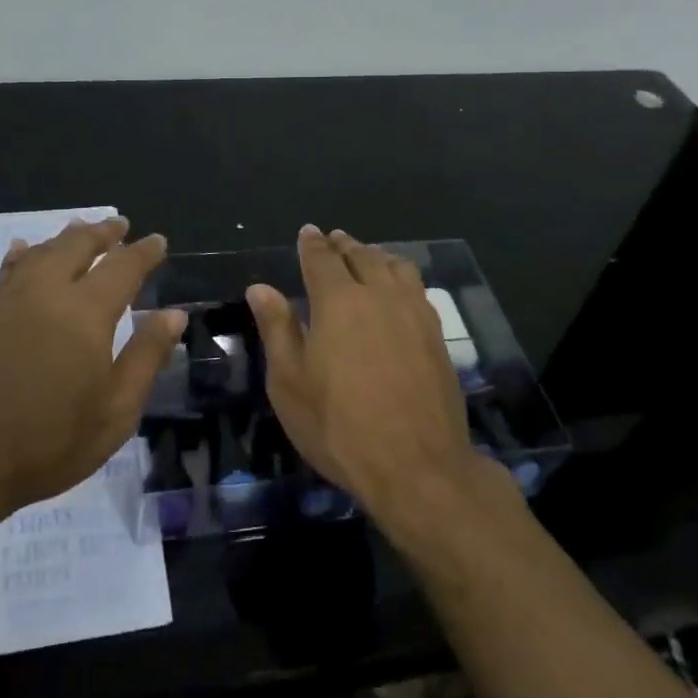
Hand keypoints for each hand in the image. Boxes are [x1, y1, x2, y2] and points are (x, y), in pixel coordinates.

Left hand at [0, 217, 186, 524]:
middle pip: (77, 245)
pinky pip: (7, 269)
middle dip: (102, 233)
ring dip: (65, 237)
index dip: (143, 252)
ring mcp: (6, 300)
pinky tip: (23, 250)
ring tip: (80, 229)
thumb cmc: (49, 442)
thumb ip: (146, 357)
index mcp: (86, 312)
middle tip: (119, 225)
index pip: (122, 267)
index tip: (157, 241)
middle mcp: (46, 292)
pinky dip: (23, 253)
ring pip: (41, 252)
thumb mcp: (115, 411)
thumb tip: (173, 315)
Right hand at [246, 225, 492, 525]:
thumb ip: (277, 328)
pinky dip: (401, 276)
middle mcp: (379, 294)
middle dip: (344, 245)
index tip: (308, 232)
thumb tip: (260, 288)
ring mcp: (414, 312)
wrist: (417, 465)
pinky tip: (398, 289)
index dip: (312, 244)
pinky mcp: (436, 335)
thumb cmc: (339, 426)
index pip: (322, 259)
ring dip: (376, 255)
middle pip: (361, 256)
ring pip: (395, 266)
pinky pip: (416, 288)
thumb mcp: (290, 382)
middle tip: (334, 238)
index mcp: (338, 301)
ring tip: (367, 256)